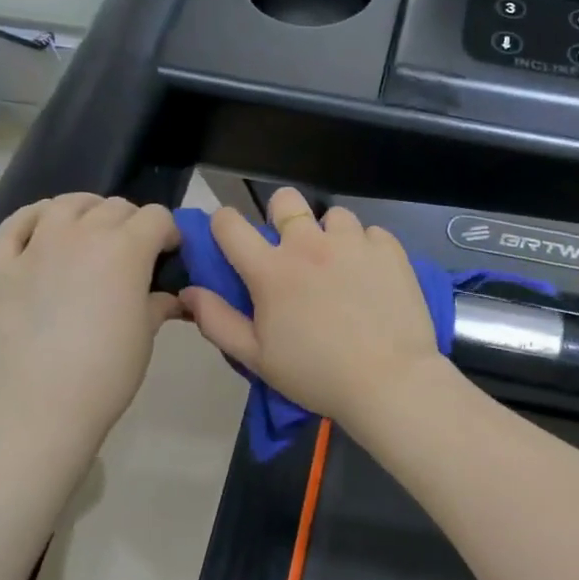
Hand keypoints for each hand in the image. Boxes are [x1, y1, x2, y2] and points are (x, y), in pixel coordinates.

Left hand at [0, 194, 181, 441]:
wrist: (38, 407)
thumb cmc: (106, 372)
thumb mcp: (145, 334)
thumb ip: (158, 302)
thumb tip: (170, 296)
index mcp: (127, 248)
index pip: (158, 217)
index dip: (169, 234)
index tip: (169, 257)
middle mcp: (83, 233)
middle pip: (116, 207)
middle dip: (132, 224)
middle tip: (133, 255)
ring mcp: (36, 245)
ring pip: (67, 203)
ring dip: (87, 211)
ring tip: (91, 234)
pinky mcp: (0, 264)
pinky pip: (15, 223)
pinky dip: (33, 218)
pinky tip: (43, 228)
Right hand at [183, 188, 442, 425]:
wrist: (389, 380)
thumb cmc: (316, 374)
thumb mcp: (256, 358)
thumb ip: (217, 321)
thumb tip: (189, 292)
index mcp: (271, 269)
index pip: (229, 224)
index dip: (223, 225)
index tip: (231, 240)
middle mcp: (310, 243)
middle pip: (285, 199)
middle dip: (281, 215)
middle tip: (292, 249)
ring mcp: (353, 242)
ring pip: (334, 216)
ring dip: (330, 235)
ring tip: (340, 267)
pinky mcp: (389, 249)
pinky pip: (371, 233)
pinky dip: (366, 249)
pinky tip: (371, 278)